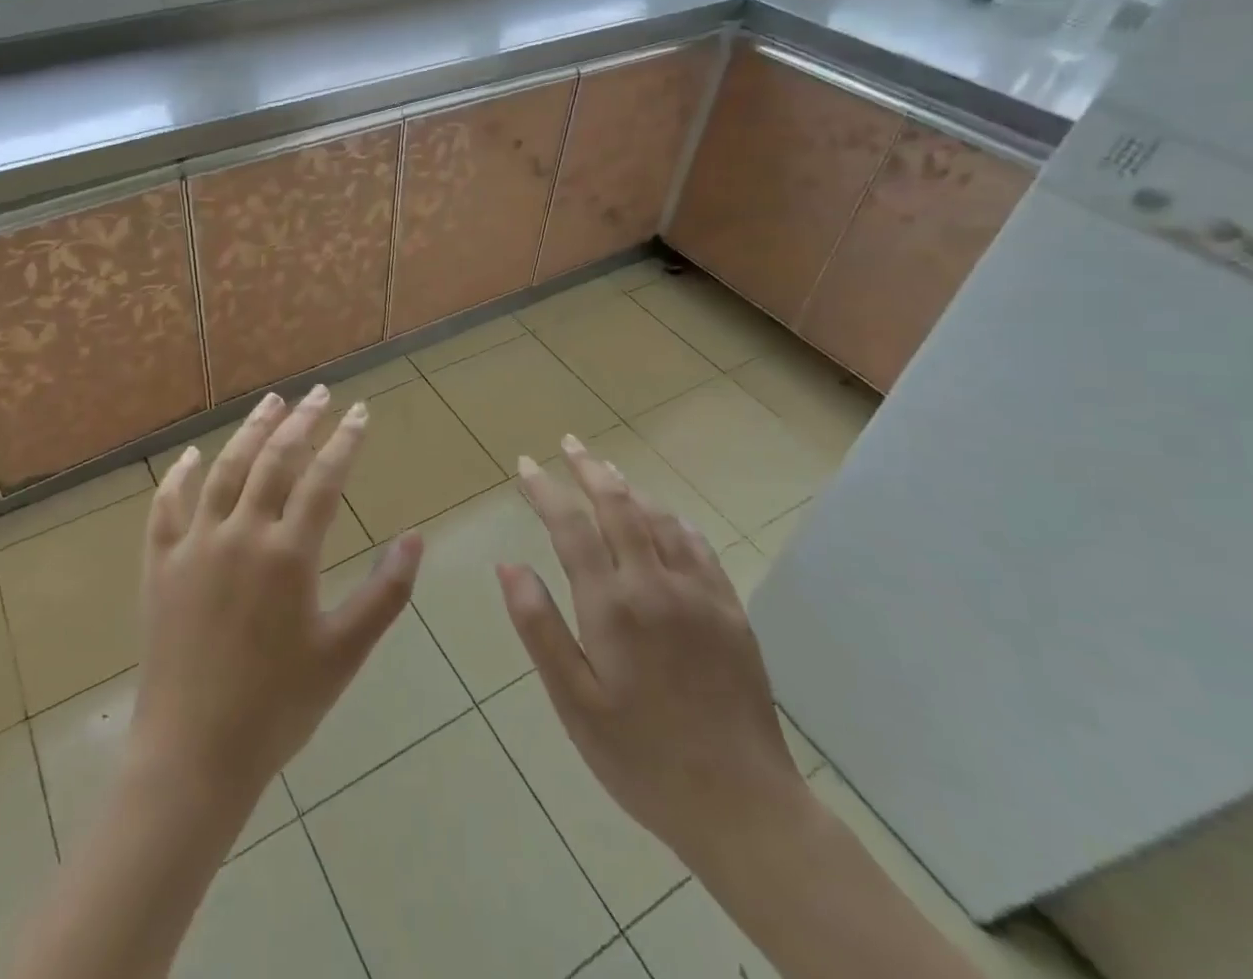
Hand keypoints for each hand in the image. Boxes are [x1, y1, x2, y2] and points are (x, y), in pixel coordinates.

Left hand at [128, 386, 422, 806]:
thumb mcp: (344, 653)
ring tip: (271, 402)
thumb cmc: (278, 707)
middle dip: (301, 421)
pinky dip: (179, 477)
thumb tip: (416, 538)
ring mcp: (194, 545)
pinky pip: (167, 507)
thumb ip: (385, 594)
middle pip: (274, 460)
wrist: (193, 755)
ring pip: (224, 470)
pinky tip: (191, 457)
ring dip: (249, 431)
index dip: (345, 440)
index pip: (323, 478)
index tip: (360, 411)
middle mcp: (240, 535)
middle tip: (320, 394)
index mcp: (288, 555)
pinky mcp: (160, 565)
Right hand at [498, 436, 804, 869]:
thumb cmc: (641, 758)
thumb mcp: (574, 702)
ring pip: (659, 519)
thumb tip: (509, 565)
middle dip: (589, 469)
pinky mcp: (730, 612)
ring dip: (629, 489)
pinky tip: (665, 518)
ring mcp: (700, 595)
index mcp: (612, 605)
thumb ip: (538, 627)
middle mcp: (655, 585)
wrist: (744, 807)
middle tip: (568, 444)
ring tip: (606, 470)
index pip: (571, 527)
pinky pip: (699, 546)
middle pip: (619, 506)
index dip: (544, 490)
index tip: (524, 465)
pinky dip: (673, 520)